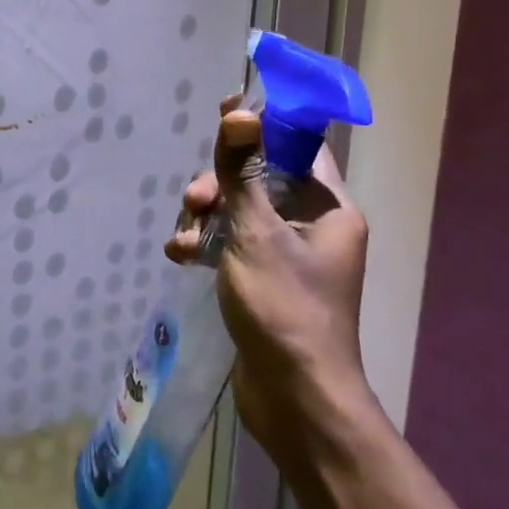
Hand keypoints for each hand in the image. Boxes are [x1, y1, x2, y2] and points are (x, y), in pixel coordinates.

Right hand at [166, 99, 373, 460]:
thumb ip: (242, 171)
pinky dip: (206, 245)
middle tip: (195, 201)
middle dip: (219, 183)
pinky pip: (231, 244)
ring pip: (238, 212)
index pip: (299, 145)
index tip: (225, 110)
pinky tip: (180, 257)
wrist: (295, 397)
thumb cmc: (284, 307)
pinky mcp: (263, 279)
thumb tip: (242, 112)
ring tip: (183, 240)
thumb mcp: (255, 232)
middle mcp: (312, 225)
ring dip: (205, 218)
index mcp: (328, 208)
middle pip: (259, 178)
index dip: (264, 124)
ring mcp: (287, 254)